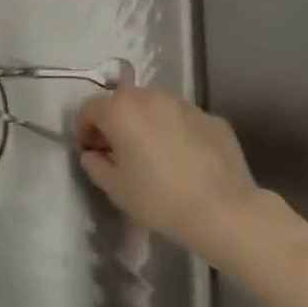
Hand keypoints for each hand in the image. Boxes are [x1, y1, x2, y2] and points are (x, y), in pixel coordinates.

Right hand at [75, 85, 259, 257]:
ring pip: (155, 105)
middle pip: (122, 100)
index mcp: (121, 110)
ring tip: (152, 152)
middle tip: (118, 150)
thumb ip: (95, 165)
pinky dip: (175, 130)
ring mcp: (184, 104)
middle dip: (115, 120)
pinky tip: (183, 159)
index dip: (84, 128)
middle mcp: (151, 97)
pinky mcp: (211, 117)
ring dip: (145, 121)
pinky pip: (182, 119)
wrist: (222, 209)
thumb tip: (93, 154)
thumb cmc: (159, 199)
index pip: (90, 107)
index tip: (91, 151)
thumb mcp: (115, 188)